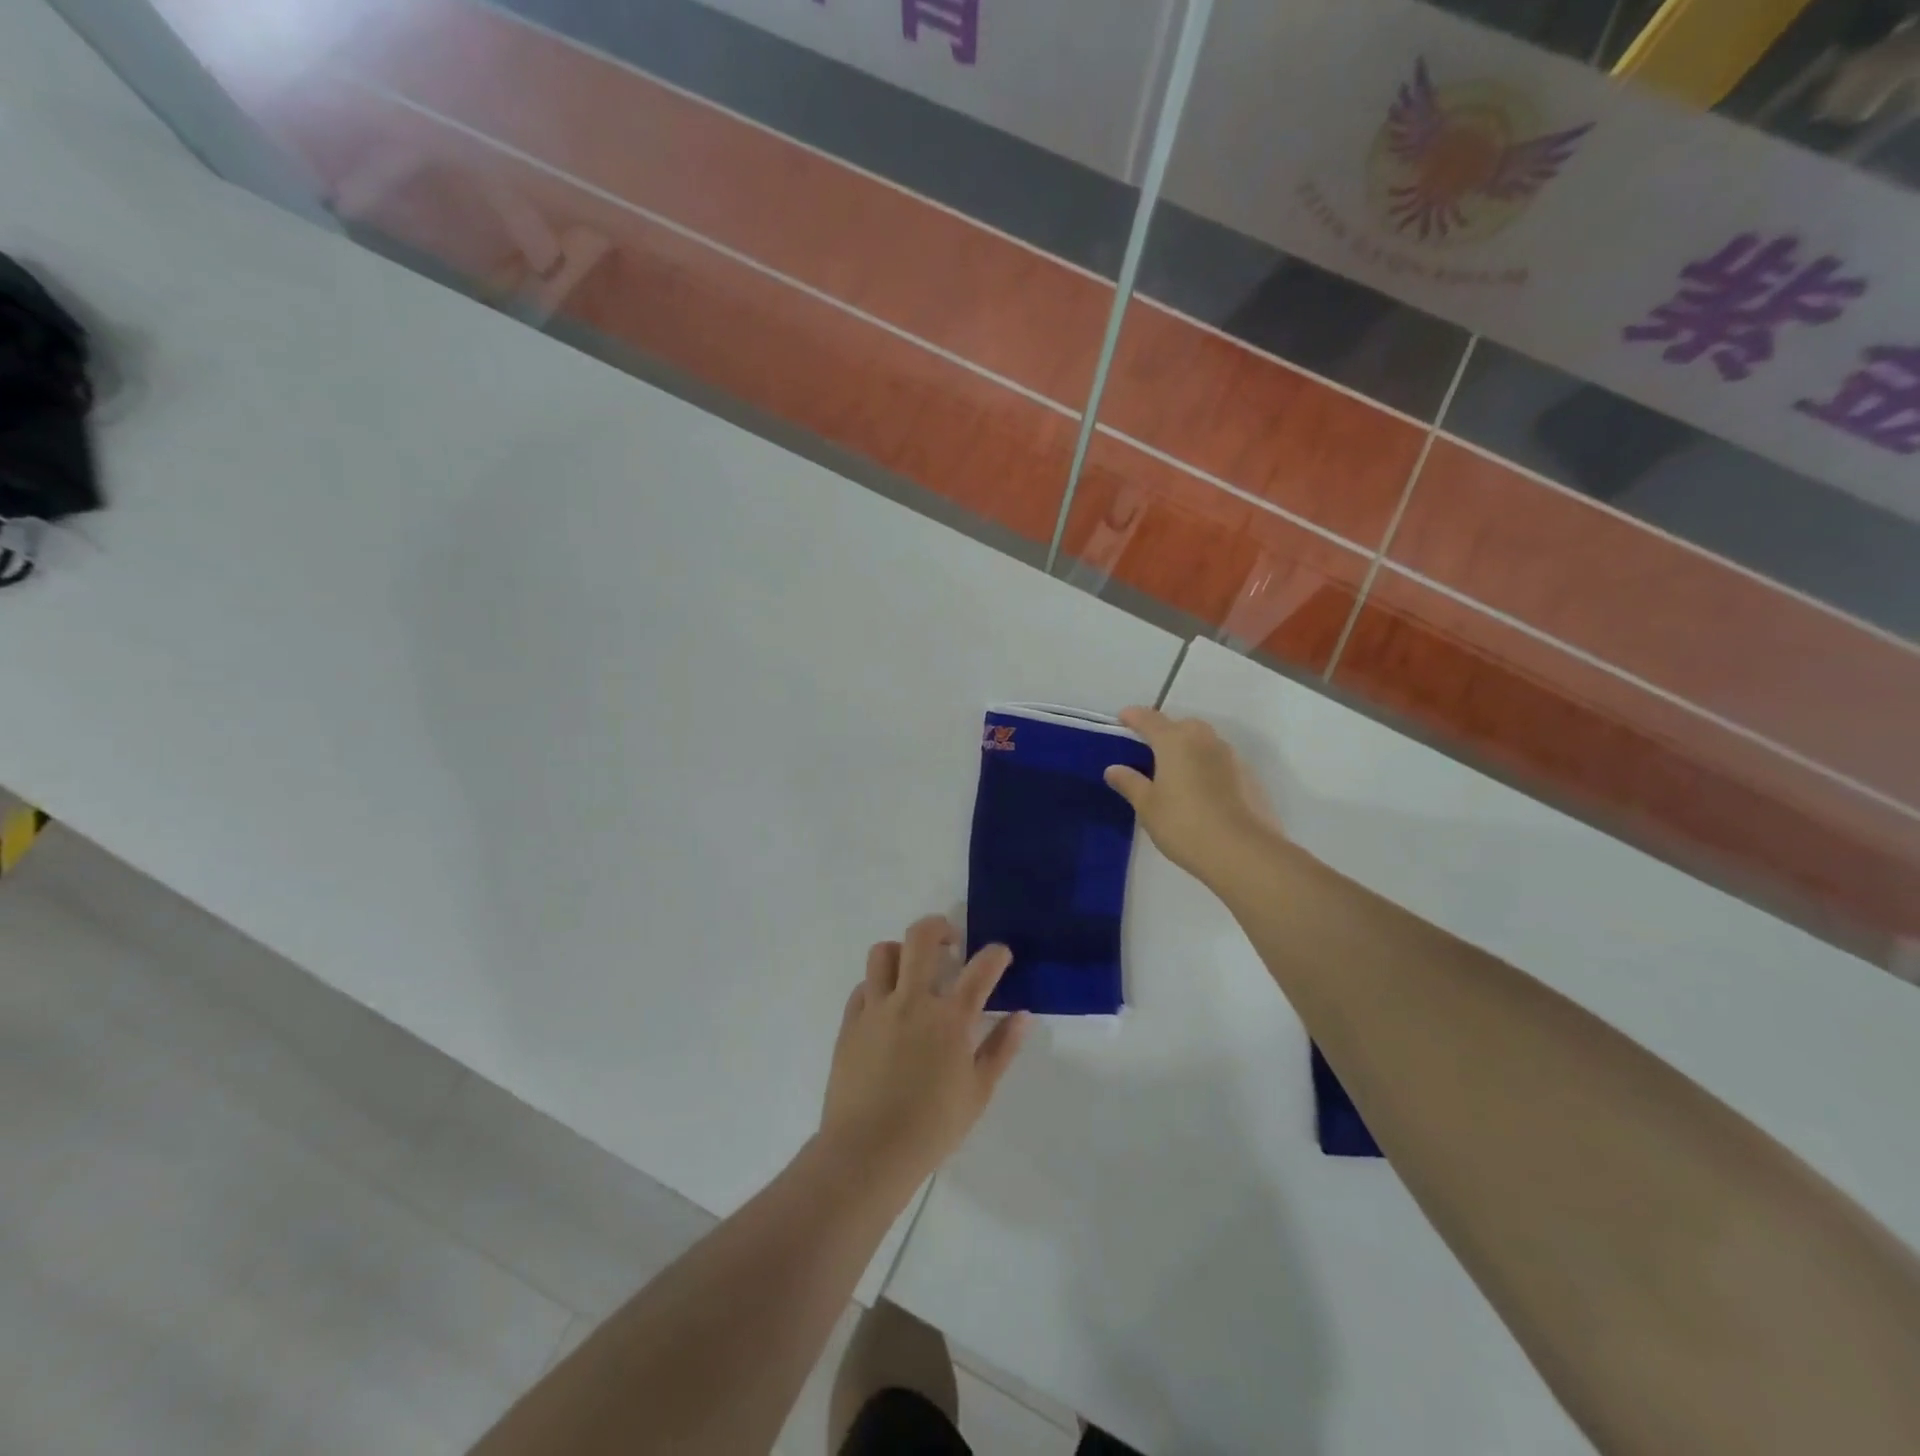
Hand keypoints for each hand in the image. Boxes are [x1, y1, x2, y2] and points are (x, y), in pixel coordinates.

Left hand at [821, 915, 1028, 1189]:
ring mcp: (876, 1008)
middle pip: (921, 938)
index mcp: (949, 1019)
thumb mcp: (978, 1092)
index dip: (995, 954)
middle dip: (940, 927)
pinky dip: (877, 984)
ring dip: (902, 951)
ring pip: (883, 952)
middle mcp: (912, 1001)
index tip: (1000, 954)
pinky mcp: (850, 1022)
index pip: (980, 968)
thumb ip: (1001, 1048)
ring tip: (912, 968)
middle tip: (950, 942)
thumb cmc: (931, 1127)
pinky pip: (863, 986)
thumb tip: (1023, 1015)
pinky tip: (887, 1004)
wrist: (867, 1153)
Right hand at [1104, 706, 1283, 882]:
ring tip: (1176, 774)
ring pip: (1204, 742)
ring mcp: (1231, 757)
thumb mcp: (1147, 807)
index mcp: (1175, 741)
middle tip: (1150, 750)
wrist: (1243, 852)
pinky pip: (1221, 762)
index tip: (1122, 718)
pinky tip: (1201, 792)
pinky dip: (1207, 767)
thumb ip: (1130, 783)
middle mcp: (1205, 740)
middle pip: (1182, 725)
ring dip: (1189, 749)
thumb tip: (1113, 769)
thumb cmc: (1184, 825)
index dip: (1133, 716)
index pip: (1149, 719)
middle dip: (1165, 731)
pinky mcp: (1249, 777)